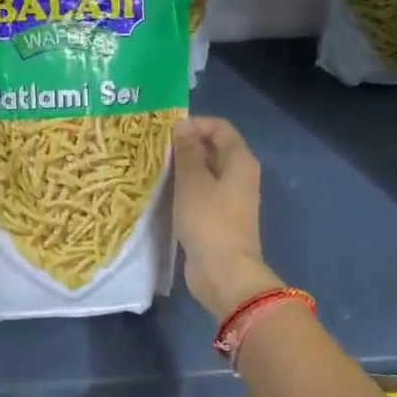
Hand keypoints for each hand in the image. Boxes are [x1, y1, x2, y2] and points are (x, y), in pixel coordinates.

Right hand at [173, 117, 281, 318]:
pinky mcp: (219, 218)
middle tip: (156, 149)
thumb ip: (187, 151)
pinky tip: (164, 193)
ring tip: (155, 168)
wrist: (224, 272)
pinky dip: (185, 189)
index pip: (220, 128)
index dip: (195, 124)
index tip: (167, 132)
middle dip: (187, 145)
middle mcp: (240, 175)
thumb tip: (183, 127)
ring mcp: (231, 199)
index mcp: (240, 160)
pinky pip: (202, 194)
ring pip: (206, 172)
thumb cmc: (209, 220)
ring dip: (183, 169)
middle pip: (214, 148)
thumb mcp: (192, 180)